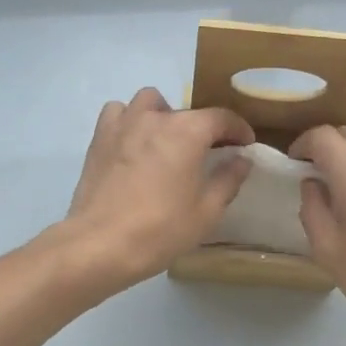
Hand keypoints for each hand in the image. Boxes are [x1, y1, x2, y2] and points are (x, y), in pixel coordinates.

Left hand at [60, 88, 254, 290]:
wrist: (100, 243)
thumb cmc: (160, 229)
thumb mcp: (207, 211)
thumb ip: (228, 179)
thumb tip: (241, 159)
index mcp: (188, 131)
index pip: (222, 118)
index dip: (238, 129)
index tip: (245, 144)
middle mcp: (156, 117)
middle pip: (187, 112)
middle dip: (203, 129)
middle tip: (207, 154)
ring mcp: (124, 123)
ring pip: (149, 102)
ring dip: (164, 115)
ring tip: (167, 141)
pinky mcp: (100, 137)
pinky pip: (118, 113)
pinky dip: (129, 120)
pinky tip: (133, 143)